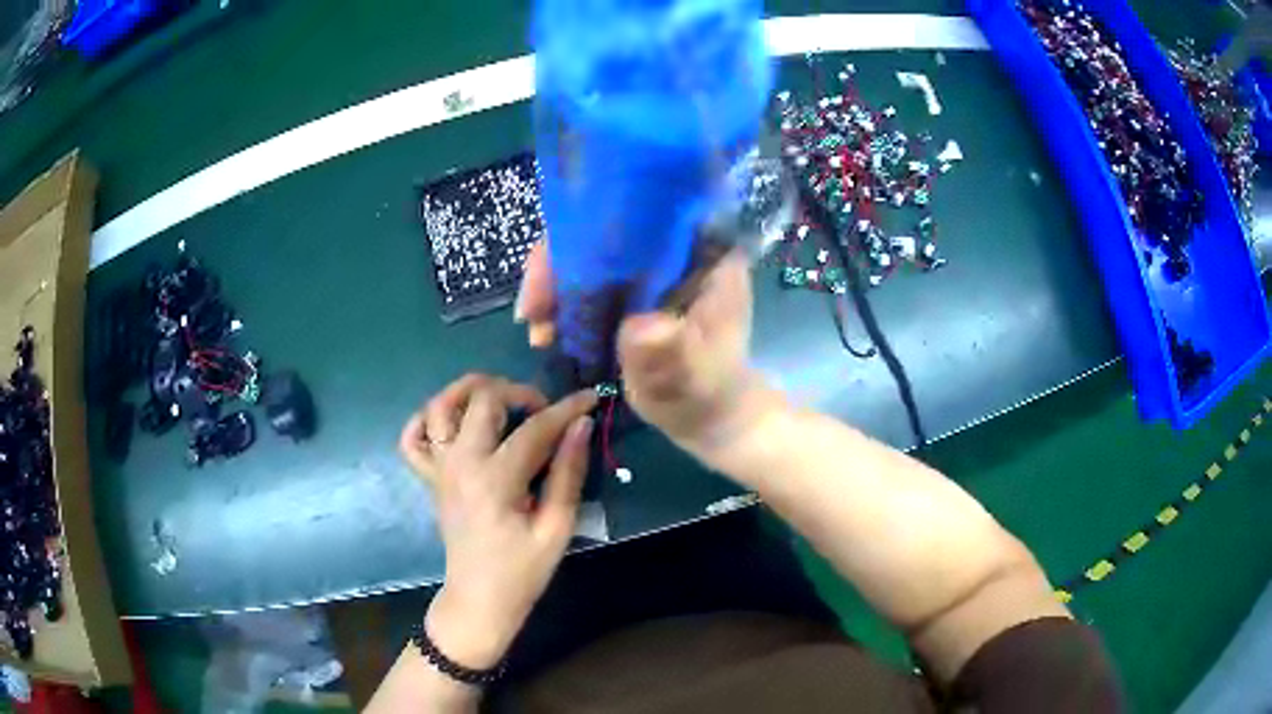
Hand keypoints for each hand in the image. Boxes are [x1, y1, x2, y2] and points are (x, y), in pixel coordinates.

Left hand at [399, 374, 597, 667]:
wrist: (479, 598)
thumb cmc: (522, 570)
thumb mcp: (557, 528)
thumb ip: (568, 473)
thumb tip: (581, 425)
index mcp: (495, 480)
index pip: (535, 428)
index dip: (567, 408)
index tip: (591, 397)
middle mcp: (460, 464)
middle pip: (482, 399)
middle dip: (519, 391)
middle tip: (544, 411)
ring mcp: (439, 468)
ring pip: (439, 406)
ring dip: (469, 391)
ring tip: (499, 400)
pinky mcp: (429, 478)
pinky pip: (412, 438)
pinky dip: (427, 420)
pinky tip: (453, 423)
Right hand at [516, 242, 772, 455]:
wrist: (707, 416)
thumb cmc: (707, 393)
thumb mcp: (692, 377)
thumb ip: (670, 353)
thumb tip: (639, 329)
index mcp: (705, 251)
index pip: (641, 215)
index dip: (589, 231)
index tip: (552, 269)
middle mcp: (674, 246)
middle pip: (604, 228)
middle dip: (559, 263)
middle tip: (531, 309)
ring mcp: (649, 266)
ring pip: (587, 253)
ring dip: (552, 286)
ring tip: (535, 327)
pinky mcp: (629, 288)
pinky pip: (585, 281)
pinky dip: (559, 302)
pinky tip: (545, 334)